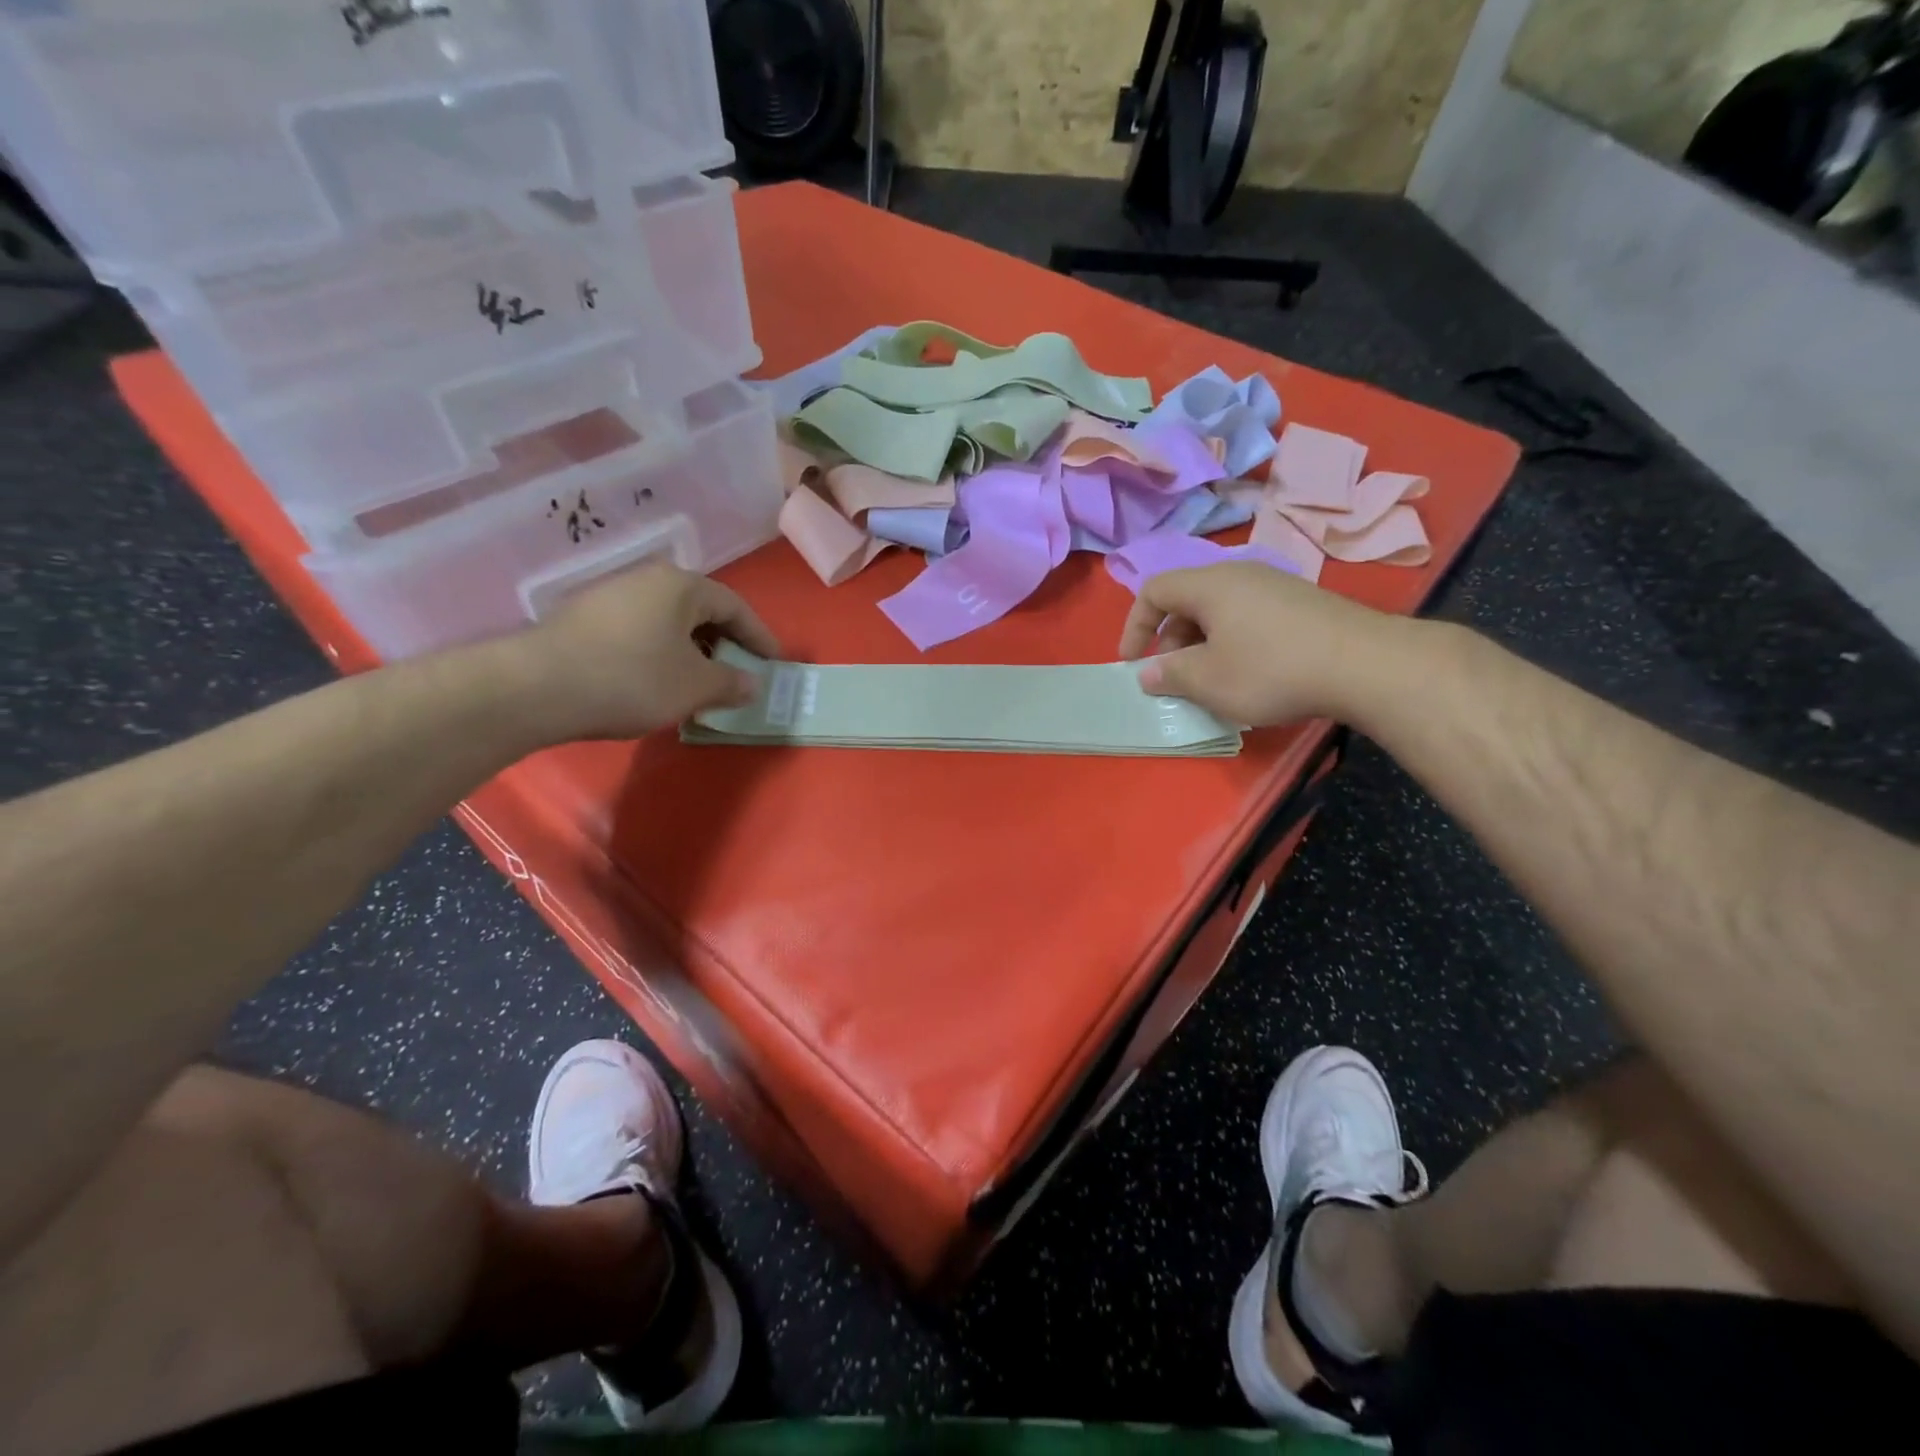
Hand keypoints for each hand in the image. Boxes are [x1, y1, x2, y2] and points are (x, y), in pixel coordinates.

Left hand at [505, 564, 780, 740]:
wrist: (536, 687)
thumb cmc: (633, 678)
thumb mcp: (695, 686)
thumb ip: (731, 683)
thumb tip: (752, 684)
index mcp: (681, 586)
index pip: (736, 607)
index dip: (760, 638)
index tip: (775, 664)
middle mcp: (647, 580)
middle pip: (701, 612)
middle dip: (726, 646)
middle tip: (739, 676)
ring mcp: (611, 596)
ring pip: (669, 624)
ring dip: (692, 653)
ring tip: (700, 686)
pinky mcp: (584, 619)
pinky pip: (641, 633)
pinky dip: (661, 656)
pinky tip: (658, 685)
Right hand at [1116, 562, 1405, 726]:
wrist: (1364, 665)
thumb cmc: (1271, 670)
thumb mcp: (1208, 680)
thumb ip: (1169, 675)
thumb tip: (1148, 672)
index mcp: (1209, 585)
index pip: (1154, 591)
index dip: (1134, 626)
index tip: (1132, 663)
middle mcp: (1240, 575)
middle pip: (1187, 601)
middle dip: (1170, 641)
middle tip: (1175, 679)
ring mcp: (1275, 587)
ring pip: (1219, 612)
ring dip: (1203, 646)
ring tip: (1212, 682)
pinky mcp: (1302, 604)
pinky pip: (1249, 618)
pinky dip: (1234, 644)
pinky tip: (1251, 676)